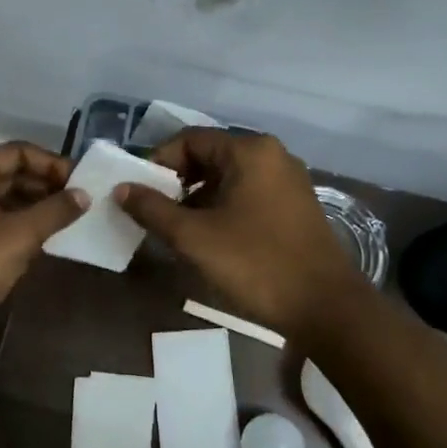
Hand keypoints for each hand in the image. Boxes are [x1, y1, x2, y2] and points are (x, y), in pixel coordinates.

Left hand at [0, 142, 87, 370]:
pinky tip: (47, 241)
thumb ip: (54, 211)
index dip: (52, 164)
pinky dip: (21, 228)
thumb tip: (84, 194)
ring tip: (71, 221)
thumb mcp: (18, 236)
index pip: (17, 153)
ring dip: (36, 208)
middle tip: (82, 203)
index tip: (83, 183)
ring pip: (4, 201)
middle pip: (10, 175)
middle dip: (46, 186)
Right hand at [115, 128, 360, 338]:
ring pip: (228, 177)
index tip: (140, 194)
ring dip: (198, 198)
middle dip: (177, 182)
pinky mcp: (295, 206)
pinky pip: (247, 194)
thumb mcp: (193, 237)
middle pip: (209, 156)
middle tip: (155, 213)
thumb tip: (122, 189)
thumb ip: (152, 209)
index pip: (189, 140)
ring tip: (179, 230)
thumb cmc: (255, 264)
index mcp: (250, 151)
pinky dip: (222, 207)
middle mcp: (272, 156)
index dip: (158, 163)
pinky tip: (211, 238)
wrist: (324, 307)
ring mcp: (288, 181)